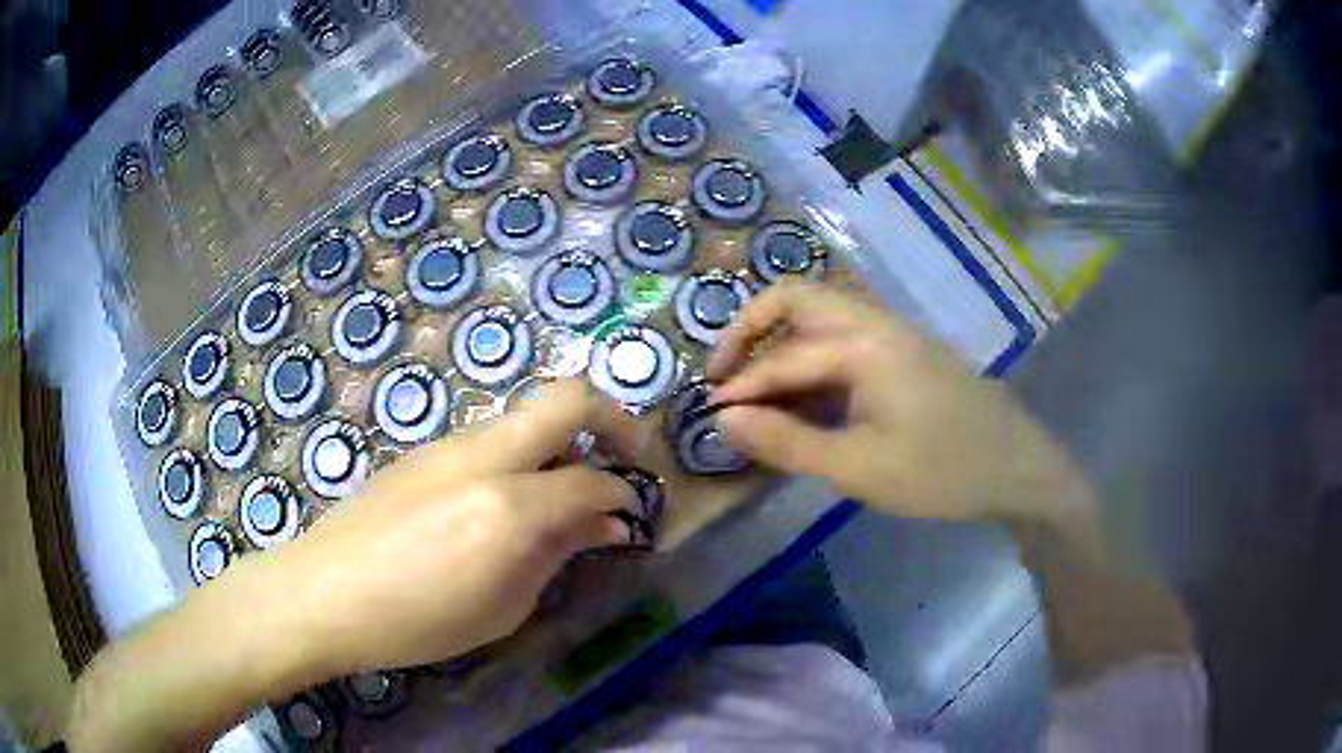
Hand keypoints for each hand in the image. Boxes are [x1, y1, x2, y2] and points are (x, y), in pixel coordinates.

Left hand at [277, 378, 643, 675]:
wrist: (325, 592)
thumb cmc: (417, 621)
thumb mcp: (502, 607)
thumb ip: (557, 554)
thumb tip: (605, 524)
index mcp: (509, 507)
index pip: (592, 480)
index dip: (624, 494)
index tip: (633, 515)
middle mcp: (484, 457)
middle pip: (567, 398)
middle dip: (613, 419)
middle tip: (624, 458)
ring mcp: (449, 445)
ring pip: (526, 417)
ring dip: (560, 443)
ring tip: (557, 499)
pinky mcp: (425, 450)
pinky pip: (491, 438)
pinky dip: (520, 457)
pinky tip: (501, 505)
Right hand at [708, 282, 1086, 524]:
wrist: (1018, 469)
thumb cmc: (941, 473)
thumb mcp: (858, 468)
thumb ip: (786, 441)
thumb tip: (723, 418)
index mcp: (864, 344)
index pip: (783, 358)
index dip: (740, 387)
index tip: (707, 417)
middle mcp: (875, 322)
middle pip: (797, 299)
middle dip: (751, 331)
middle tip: (724, 376)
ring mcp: (895, 334)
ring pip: (822, 317)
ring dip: (782, 343)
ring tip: (759, 392)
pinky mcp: (906, 352)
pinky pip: (845, 339)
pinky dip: (813, 359)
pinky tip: (808, 400)